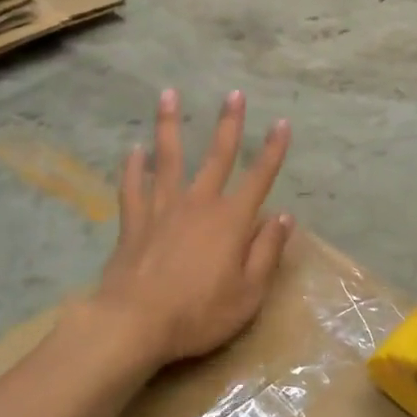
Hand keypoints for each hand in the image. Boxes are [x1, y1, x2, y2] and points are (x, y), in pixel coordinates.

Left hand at [92, 88, 292, 368]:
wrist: (134, 323)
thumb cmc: (199, 313)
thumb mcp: (249, 293)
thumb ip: (267, 252)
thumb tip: (283, 216)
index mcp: (231, 220)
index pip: (259, 178)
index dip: (273, 150)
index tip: (282, 123)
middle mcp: (198, 204)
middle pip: (217, 156)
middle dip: (229, 124)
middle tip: (234, 94)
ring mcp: (162, 209)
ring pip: (168, 158)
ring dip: (169, 125)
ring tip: (168, 95)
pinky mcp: (134, 222)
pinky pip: (132, 187)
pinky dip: (133, 167)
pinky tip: (133, 151)